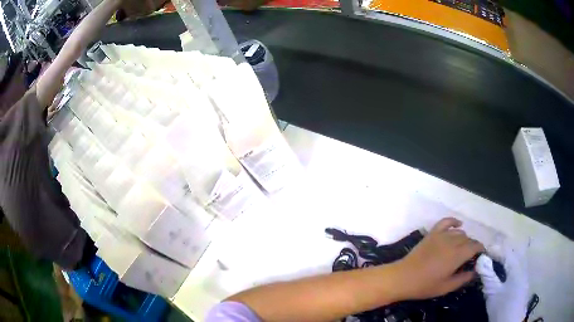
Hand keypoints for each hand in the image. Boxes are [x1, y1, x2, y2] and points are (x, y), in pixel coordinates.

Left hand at [392, 217, 484, 299]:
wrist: (402, 278)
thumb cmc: (424, 286)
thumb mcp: (446, 287)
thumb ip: (463, 279)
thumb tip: (475, 272)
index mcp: (457, 255)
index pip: (475, 246)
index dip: (480, 249)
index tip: (481, 255)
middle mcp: (451, 242)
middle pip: (468, 239)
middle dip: (472, 246)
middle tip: (470, 256)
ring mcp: (441, 236)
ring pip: (459, 232)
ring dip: (464, 238)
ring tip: (463, 248)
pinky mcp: (432, 234)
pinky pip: (446, 222)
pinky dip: (454, 221)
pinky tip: (458, 225)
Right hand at [475, 246, 528, 321]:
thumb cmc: (502, 308)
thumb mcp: (492, 294)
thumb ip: (488, 275)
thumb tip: (480, 258)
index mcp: (517, 267)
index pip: (506, 251)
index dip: (495, 249)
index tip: (482, 251)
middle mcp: (523, 266)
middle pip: (514, 252)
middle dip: (502, 250)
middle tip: (489, 254)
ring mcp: (525, 274)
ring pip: (517, 258)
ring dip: (507, 257)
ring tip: (495, 261)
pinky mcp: (523, 282)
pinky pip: (518, 266)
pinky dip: (510, 264)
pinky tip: (505, 271)